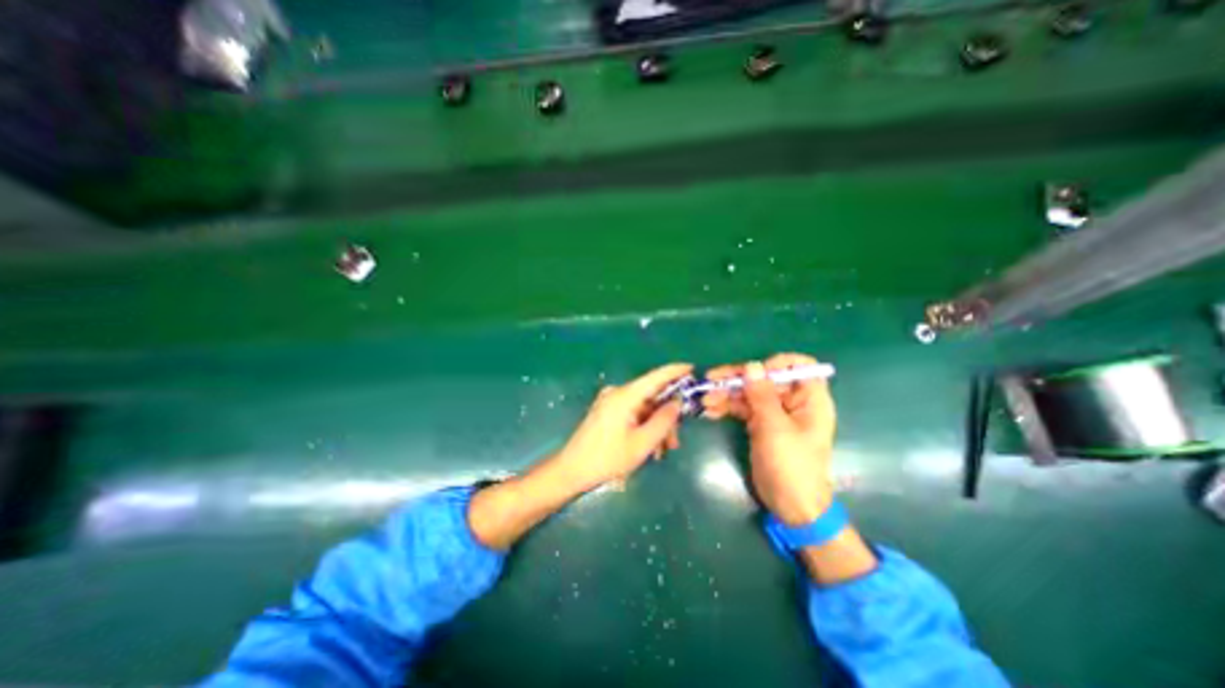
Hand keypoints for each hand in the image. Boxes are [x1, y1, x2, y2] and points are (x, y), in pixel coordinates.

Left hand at [549, 362, 693, 491]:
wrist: (572, 470)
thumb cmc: (608, 458)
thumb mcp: (642, 443)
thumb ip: (663, 421)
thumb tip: (677, 402)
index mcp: (625, 395)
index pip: (656, 376)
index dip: (676, 371)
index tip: (693, 369)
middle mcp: (618, 392)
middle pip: (651, 396)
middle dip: (667, 416)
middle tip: (675, 441)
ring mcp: (611, 401)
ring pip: (643, 407)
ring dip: (656, 426)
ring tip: (661, 451)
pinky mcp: (607, 411)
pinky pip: (633, 413)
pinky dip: (644, 426)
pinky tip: (649, 447)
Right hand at [705, 354, 837, 527]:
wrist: (790, 505)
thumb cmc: (791, 465)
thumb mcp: (775, 428)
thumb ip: (762, 395)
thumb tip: (752, 365)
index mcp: (809, 399)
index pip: (798, 366)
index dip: (777, 363)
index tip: (754, 371)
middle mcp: (792, 401)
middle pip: (765, 378)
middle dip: (739, 378)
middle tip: (712, 379)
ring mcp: (775, 413)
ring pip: (750, 393)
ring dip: (727, 393)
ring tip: (705, 399)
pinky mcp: (760, 424)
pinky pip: (743, 408)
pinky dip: (727, 407)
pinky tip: (710, 410)